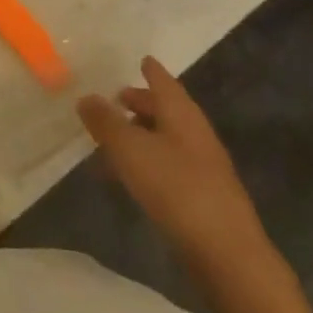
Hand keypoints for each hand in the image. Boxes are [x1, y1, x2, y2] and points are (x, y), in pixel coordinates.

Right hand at [78, 57, 280, 293]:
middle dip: (143, 102)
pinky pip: (168, 164)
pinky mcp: (201, 196)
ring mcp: (202, 166)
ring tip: (115, 136)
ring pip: (167, 138)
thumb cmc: (176, 188)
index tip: (142, 59)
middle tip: (118, 97)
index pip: (165, 83)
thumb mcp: (130, 150)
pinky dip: (147, 159)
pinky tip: (130, 174)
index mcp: (183, 115)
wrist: (226, 253)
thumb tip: (86, 97)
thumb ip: (106, 122)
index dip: (152, 71)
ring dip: (143, 133)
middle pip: (168, 110)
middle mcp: (196, 134)